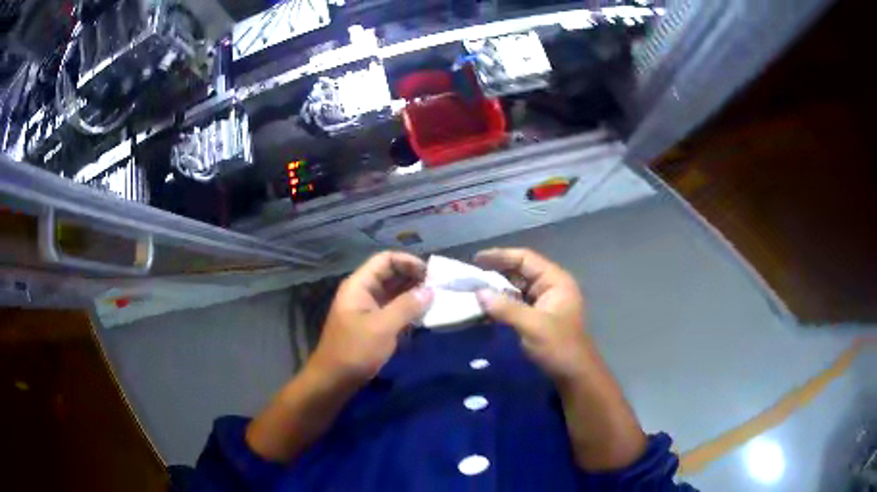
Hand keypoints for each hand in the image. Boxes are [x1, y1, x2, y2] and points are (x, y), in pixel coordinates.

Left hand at [309, 251, 432, 385]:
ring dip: (412, 294)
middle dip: (413, 277)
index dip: (408, 261)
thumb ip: (407, 306)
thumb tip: (430, 291)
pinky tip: (423, 315)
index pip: (385, 260)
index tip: (430, 273)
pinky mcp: (372, 324)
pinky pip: (392, 309)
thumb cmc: (355, 350)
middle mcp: (363, 292)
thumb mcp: (383, 327)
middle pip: (390, 274)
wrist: (334, 380)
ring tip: (435, 299)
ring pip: (393, 292)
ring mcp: (367, 309)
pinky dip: (407, 309)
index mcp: (359, 285)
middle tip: (438, 287)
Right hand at [475, 248, 588, 381]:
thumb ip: (506, 308)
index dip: (500, 256)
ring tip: (472, 290)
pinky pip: (515, 303)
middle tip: (469, 276)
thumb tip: (478, 292)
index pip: (525, 259)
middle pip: (519, 271)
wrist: (574, 375)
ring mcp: (544, 302)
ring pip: (516, 288)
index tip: (475, 260)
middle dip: (495, 272)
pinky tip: (483, 308)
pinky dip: (500, 304)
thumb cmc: (559, 347)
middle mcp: (550, 286)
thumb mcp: (532, 326)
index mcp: (555, 281)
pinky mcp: (537, 317)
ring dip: (496, 289)